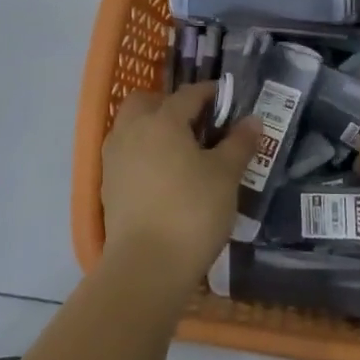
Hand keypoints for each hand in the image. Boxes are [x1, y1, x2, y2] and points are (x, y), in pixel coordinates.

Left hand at [101, 84, 258, 284]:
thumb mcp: (226, 176)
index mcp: (162, 120)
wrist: (145, 266)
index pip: (188, 94)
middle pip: (146, 102)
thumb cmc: (192, 212)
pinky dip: (141, 153)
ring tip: (179, 149)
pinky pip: (125, 154)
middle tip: (195, 122)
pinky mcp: (107, 185)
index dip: (209, 92)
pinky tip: (162, 174)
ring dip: (151, 127)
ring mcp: (114, 158)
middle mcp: (132, 130)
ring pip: (130, 127)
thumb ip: (239, 144)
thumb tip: (252, 120)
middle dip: (169, 103)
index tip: (226, 98)